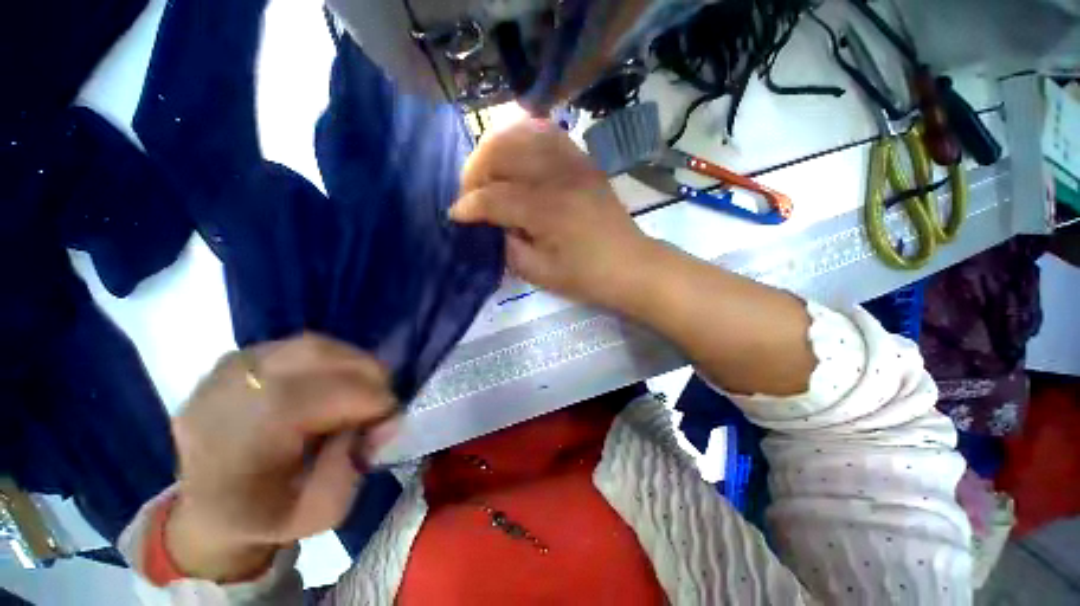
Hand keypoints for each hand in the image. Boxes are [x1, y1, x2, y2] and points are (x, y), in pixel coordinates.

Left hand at [167, 334, 399, 580]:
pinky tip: (333, 380)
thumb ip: (351, 472)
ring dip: (351, 362)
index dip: (372, 401)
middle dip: (367, 373)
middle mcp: (231, 392)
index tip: (387, 420)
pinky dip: (328, 358)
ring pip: (311, 345)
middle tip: (382, 396)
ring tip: (362, 386)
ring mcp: (228, 371)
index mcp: (245, 438)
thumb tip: (376, 426)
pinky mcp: (235, 361)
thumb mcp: (315, 516)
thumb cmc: (263, 517)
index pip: (327, 394)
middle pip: (319, 357)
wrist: (207, 506)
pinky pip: (297, 346)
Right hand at [449, 118, 654, 307]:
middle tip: (471, 194)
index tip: (456, 215)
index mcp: (547, 211)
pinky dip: (524, 137)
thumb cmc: (587, 277)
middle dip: (475, 171)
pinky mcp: (583, 161)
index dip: (468, 206)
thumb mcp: (541, 273)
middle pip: (502, 152)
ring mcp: (574, 163)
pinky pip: (548, 133)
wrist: (631, 266)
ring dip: (495, 149)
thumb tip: (493, 225)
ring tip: (488, 172)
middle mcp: (558, 177)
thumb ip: (509, 247)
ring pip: (522, 133)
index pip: (494, 197)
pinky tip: (515, 153)